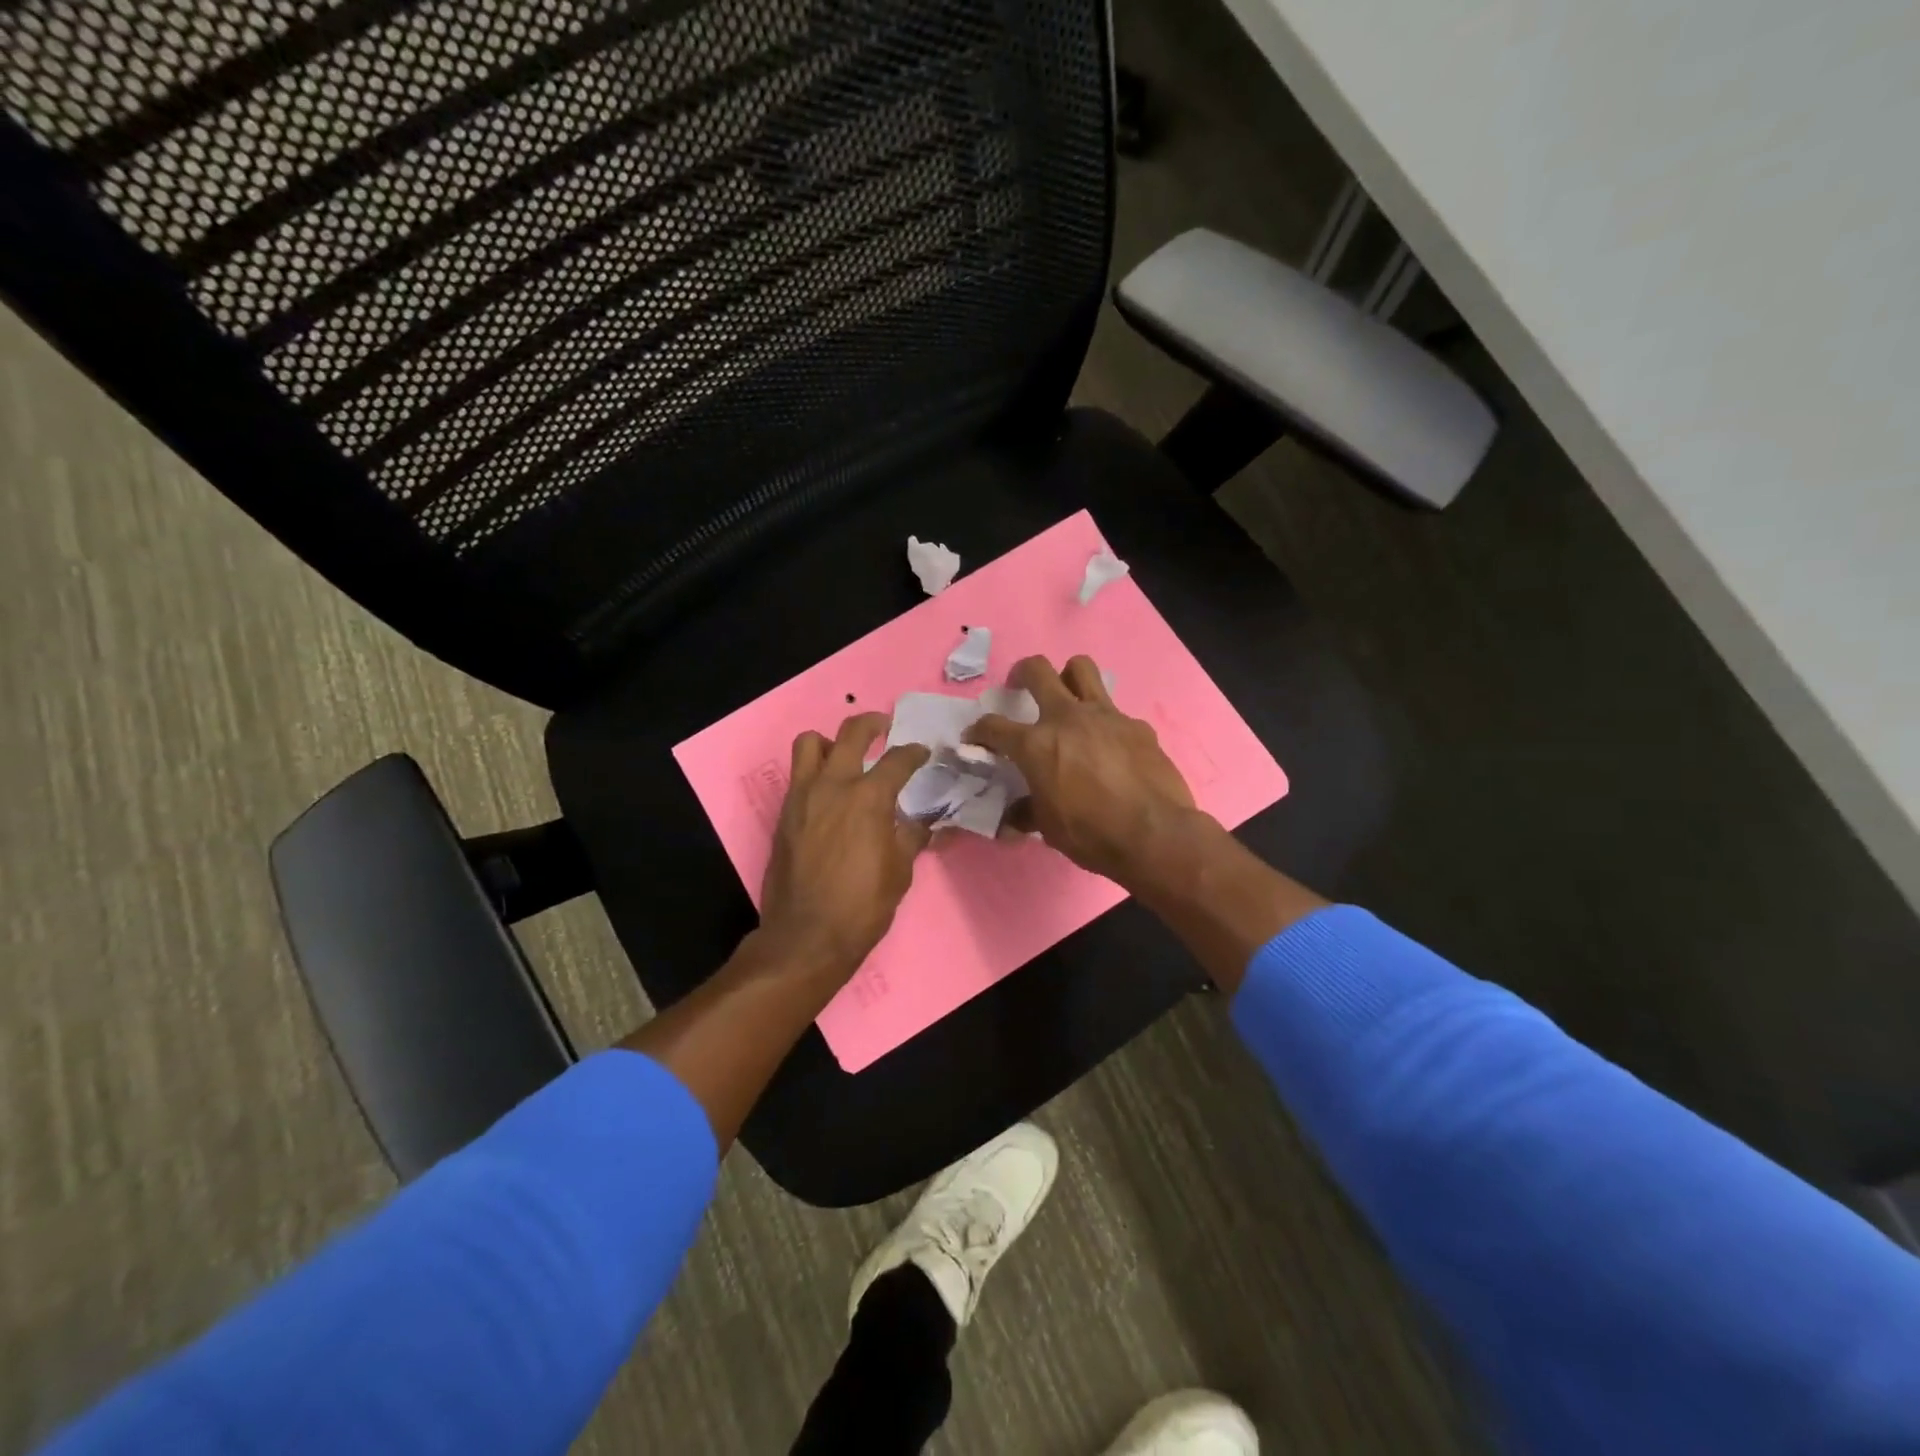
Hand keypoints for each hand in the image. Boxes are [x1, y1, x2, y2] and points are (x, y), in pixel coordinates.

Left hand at [759, 713, 932, 977]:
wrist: (806, 937)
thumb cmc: (862, 906)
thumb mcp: (900, 871)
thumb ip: (912, 836)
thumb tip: (925, 822)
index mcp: (868, 798)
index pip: (897, 759)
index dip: (915, 752)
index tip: (922, 752)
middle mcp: (833, 785)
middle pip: (851, 733)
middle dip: (872, 724)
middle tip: (884, 730)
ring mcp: (802, 797)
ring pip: (810, 743)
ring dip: (831, 742)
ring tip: (845, 757)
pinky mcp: (784, 813)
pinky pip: (798, 775)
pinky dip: (815, 772)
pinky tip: (830, 795)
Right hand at [966, 655, 1200, 885]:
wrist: (1155, 835)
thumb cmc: (1092, 835)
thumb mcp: (1048, 828)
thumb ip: (1027, 812)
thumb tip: (1013, 817)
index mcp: (1036, 745)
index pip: (993, 726)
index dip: (978, 730)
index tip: (975, 737)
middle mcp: (1067, 718)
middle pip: (1037, 670)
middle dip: (1021, 673)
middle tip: (1020, 687)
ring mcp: (1106, 716)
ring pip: (1081, 668)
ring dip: (1067, 676)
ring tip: (1066, 696)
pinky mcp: (1137, 726)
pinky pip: (1115, 712)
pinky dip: (1104, 723)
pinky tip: (1110, 747)